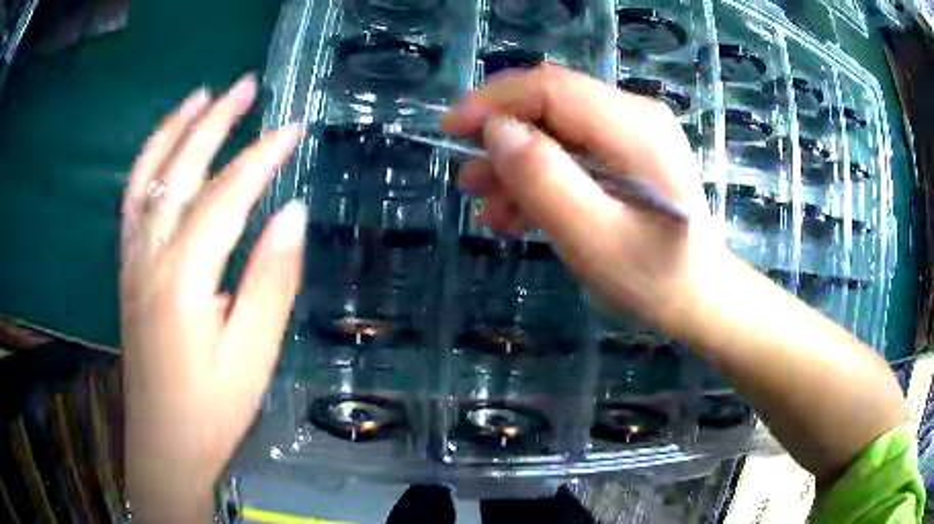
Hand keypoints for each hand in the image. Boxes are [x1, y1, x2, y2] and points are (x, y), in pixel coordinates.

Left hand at [120, 74, 304, 521]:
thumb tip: (291, 214)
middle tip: (246, 86)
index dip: (260, 158)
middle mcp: (149, 257)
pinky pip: (132, 202)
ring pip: (147, 178)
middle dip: (215, 122)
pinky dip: (147, 163)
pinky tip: (164, 147)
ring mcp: (132, 261)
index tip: (292, 128)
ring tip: (200, 96)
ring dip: (174, 130)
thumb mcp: (252, 355)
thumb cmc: (212, 409)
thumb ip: (270, 281)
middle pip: (180, 172)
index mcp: (182, 280)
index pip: (225, 197)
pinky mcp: (127, 271)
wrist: (164, 444)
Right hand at [442, 65, 720, 327]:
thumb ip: (547, 182)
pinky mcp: (626, 153)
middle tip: (470, 181)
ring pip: (556, 126)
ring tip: (489, 206)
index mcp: (636, 128)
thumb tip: (496, 132)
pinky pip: (571, 148)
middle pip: (551, 102)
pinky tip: (518, 212)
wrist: (699, 296)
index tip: (451, 129)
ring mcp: (632, 132)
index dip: (494, 101)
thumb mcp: (596, 240)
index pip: (551, 87)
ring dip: (516, 162)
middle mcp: (635, 115)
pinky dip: (540, 174)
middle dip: (502, 135)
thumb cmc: (657, 278)